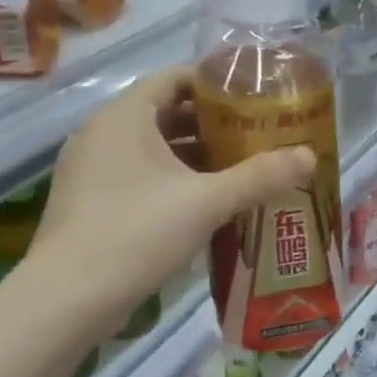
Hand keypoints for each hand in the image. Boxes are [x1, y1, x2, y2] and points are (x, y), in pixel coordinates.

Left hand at [22, 67, 314, 330]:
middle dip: (210, 123)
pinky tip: (204, 203)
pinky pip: (139, 176)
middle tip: (255, 133)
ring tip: (239, 167)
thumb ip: (259, 177)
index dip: (213, 82)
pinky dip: (172, 180)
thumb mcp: (206, 202)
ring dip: (193, 156)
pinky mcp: (91, 202)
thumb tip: (308, 156)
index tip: (252, 95)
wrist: (68, 298)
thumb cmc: (137, 233)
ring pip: (152, 149)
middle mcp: (102, 134)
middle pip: (164, 113)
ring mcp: (91, 170)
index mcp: (124, 118)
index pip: (172, 78)